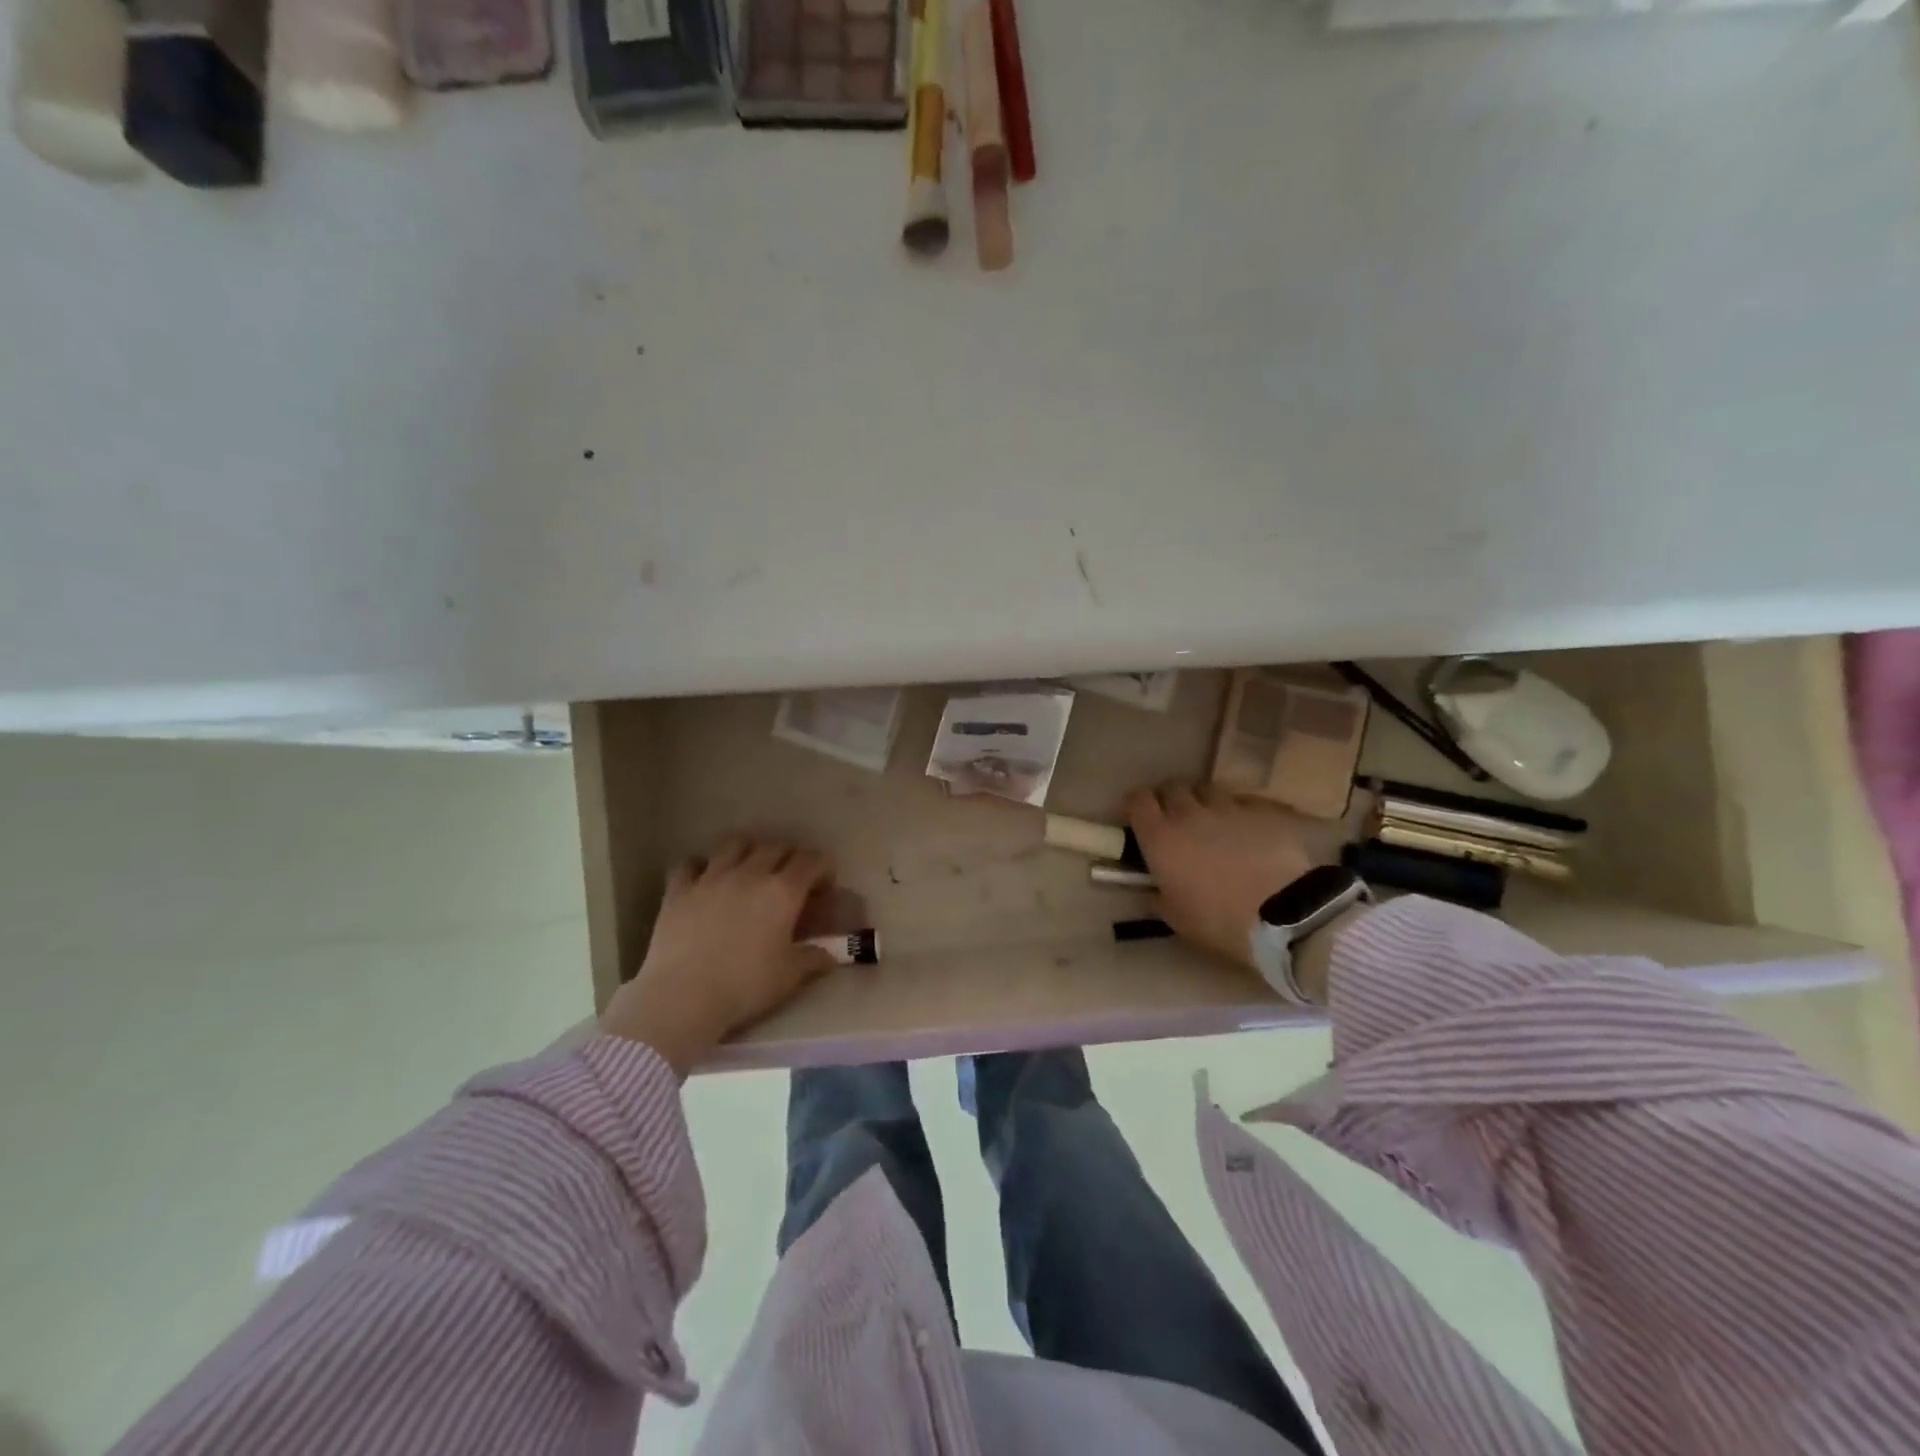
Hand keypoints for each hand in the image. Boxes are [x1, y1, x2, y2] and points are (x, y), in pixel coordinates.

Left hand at [600, 837, 836, 1075]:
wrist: (683, 996)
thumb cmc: (745, 985)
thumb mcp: (789, 976)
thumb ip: (814, 959)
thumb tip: (831, 956)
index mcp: (782, 891)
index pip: (811, 861)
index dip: (822, 868)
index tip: (824, 887)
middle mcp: (750, 874)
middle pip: (776, 847)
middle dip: (790, 857)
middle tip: (791, 879)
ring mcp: (711, 878)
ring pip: (734, 844)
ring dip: (748, 850)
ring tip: (750, 868)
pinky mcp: (678, 890)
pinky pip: (689, 863)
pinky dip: (700, 866)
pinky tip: (704, 879)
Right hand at [1125, 784, 1315, 969]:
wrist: (1281, 914)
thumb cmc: (1218, 920)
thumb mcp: (1176, 918)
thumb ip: (1158, 897)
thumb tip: (1153, 891)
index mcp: (1160, 838)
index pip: (1137, 800)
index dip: (1136, 804)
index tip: (1139, 816)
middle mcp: (1188, 813)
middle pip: (1172, 788)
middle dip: (1170, 800)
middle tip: (1177, 821)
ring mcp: (1227, 808)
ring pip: (1208, 790)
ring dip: (1204, 802)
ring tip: (1213, 822)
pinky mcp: (1261, 811)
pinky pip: (1243, 802)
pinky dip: (1239, 812)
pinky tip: (1247, 830)